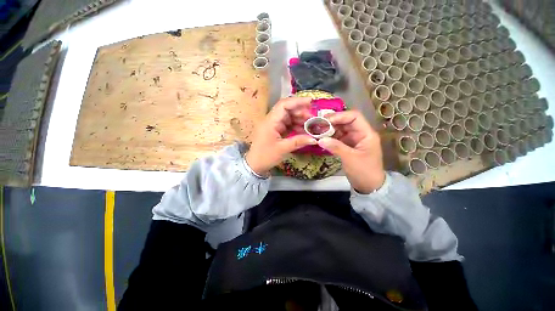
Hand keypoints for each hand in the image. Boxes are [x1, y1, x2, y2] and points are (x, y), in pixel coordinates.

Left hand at [245, 97, 317, 175]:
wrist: (255, 165)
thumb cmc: (265, 156)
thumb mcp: (282, 149)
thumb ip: (298, 142)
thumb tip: (314, 139)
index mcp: (270, 121)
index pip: (283, 105)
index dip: (297, 101)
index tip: (311, 102)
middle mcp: (271, 120)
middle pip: (287, 110)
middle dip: (300, 112)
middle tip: (312, 118)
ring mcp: (274, 125)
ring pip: (288, 117)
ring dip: (299, 120)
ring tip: (310, 125)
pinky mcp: (276, 131)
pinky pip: (287, 125)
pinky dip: (296, 126)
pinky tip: (303, 131)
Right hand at [317, 111, 384, 193]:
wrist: (369, 186)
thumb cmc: (364, 172)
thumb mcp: (350, 159)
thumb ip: (336, 147)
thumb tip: (320, 139)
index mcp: (366, 134)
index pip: (354, 117)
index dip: (339, 116)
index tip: (325, 121)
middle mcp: (360, 133)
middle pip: (345, 122)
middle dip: (331, 122)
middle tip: (317, 126)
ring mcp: (353, 139)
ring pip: (340, 129)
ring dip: (328, 130)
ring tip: (316, 132)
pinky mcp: (347, 145)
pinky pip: (337, 138)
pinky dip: (329, 137)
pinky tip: (321, 139)